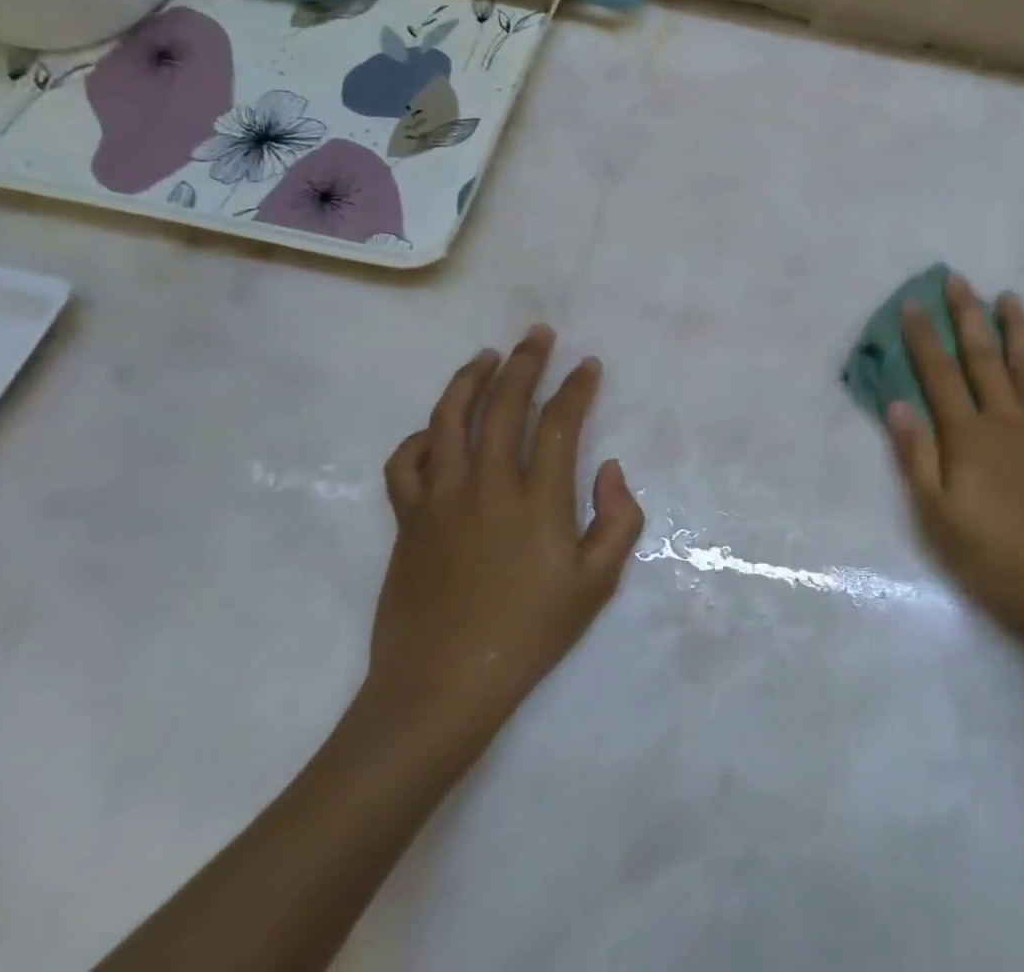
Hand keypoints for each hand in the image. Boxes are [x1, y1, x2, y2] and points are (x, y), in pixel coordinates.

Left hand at [362, 327, 643, 763]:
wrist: (441, 688)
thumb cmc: (528, 635)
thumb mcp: (596, 585)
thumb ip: (618, 520)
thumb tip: (610, 469)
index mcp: (537, 501)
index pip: (560, 423)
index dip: (576, 388)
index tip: (587, 366)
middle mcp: (487, 486)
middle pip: (503, 405)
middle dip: (525, 363)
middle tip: (537, 335)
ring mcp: (440, 500)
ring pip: (448, 420)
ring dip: (469, 380)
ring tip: (486, 356)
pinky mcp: (407, 520)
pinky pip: (404, 463)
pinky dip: (419, 437)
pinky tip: (434, 429)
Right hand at [886, 275, 1023, 651]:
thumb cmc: (996, 557)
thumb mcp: (938, 516)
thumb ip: (916, 457)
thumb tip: (897, 404)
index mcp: (969, 436)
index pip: (939, 374)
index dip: (924, 338)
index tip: (913, 303)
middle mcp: (1008, 419)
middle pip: (983, 357)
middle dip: (967, 315)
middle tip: (959, 280)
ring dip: (1016, 329)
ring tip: (1009, 298)